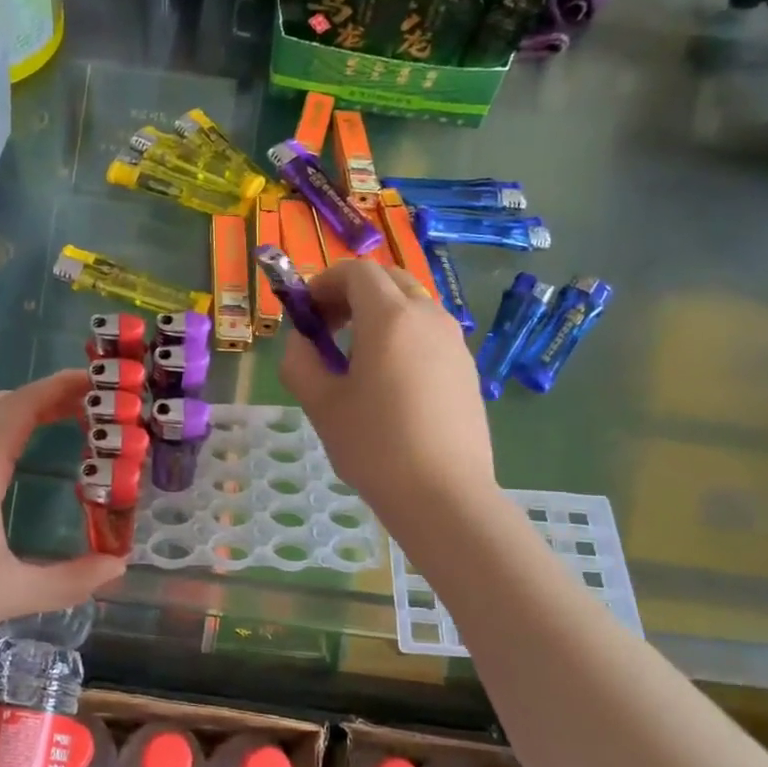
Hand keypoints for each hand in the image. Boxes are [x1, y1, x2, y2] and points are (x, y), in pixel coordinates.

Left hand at [0, 370, 126, 655]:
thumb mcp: (9, 594)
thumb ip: (69, 580)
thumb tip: (119, 566)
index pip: (22, 406)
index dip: (60, 388)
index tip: (95, 382)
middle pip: (1, 401)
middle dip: (45, 396)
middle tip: (86, 408)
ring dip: (16, 406)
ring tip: (52, 421)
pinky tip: (3, 454)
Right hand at [280, 260, 496, 534]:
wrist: (444, 495)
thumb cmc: (374, 445)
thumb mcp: (320, 403)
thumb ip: (300, 360)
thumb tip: (302, 340)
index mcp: (389, 317)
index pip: (356, 271)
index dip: (323, 282)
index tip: (306, 313)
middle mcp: (428, 317)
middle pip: (388, 280)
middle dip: (352, 293)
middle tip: (328, 327)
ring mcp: (454, 342)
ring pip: (412, 305)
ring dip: (379, 313)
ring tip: (356, 357)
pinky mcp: (467, 368)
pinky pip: (429, 332)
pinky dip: (403, 335)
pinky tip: (390, 381)